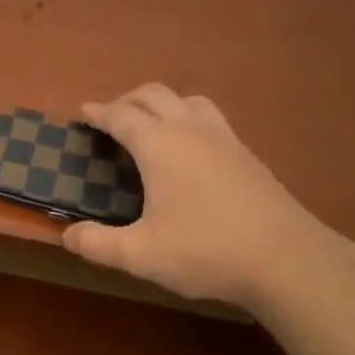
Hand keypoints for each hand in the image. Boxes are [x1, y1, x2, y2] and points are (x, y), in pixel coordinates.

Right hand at [61, 84, 333, 308]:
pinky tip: (189, 149)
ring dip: (161, 104)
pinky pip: (209, 117)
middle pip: (154, 95)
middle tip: (109, 118)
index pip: (122, 116)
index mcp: (161, 146)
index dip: (99, 113)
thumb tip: (67, 236)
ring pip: (187, 100)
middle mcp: (191, 130)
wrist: (287, 259)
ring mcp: (225, 138)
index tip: (83, 113)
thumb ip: (98, 244)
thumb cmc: (206, 252)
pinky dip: (187, 117)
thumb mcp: (141, 255)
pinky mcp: (247, 153)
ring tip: (149, 125)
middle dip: (127, 100)